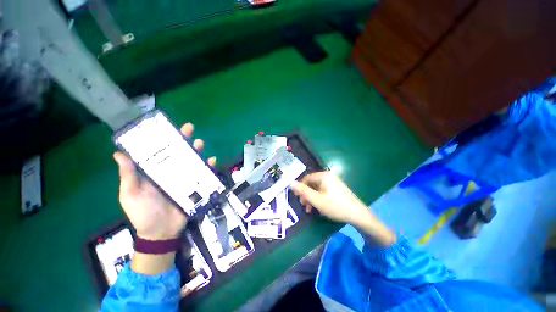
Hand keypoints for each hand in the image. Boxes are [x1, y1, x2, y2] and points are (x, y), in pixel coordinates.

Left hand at [114, 123, 216, 240]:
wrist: (161, 232)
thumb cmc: (143, 213)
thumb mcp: (131, 194)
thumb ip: (128, 176)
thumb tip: (119, 154)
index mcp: (154, 172)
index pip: (160, 151)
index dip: (164, 139)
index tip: (168, 127)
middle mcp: (170, 172)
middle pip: (179, 153)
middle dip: (184, 140)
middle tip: (189, 129)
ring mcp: (184, 179)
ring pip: (193, 161)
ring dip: (197, 151)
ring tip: (200, 144)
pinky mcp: (195, 186)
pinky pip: (203, 174)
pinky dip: (209, 167)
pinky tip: (212, 161)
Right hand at [291, 171, 396, 246]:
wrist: (358, 215)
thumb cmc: (335, 206)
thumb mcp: (316, 199)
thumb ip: (302, 190)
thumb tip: (290, 182)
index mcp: (323, 176)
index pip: (306, 178)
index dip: (300, 188)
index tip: (297, 198)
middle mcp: (328, 176)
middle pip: (311, 184)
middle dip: (306, 195)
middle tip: (304, 205)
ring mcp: (333, 182)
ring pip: (317, 189)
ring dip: (311, 198)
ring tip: (310, 209)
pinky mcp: (337, 189)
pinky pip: (323, 191)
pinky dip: (319, 198)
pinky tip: (318, 208)